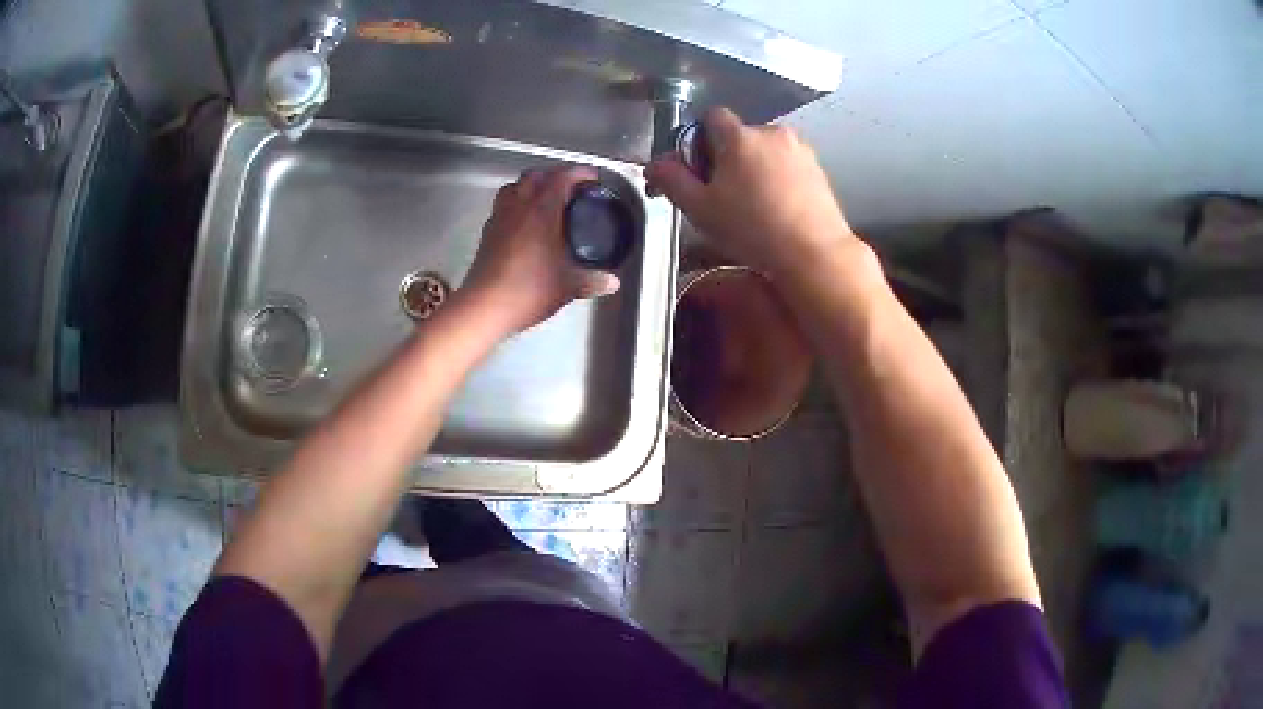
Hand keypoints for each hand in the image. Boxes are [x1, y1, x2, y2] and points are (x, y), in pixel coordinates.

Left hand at [462, 166, 620, 333]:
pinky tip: (523, 223)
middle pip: (534, 176)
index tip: (591, 178)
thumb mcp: (568, 286)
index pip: (561, 178)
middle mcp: (518, 207)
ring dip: (530, 187)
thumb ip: (592, 281)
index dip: (579, 173)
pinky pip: (502, 207)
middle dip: (553, 176)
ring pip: (514, 187)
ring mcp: (499, 218)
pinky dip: (515, 206)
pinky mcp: (487, 233)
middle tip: (569, 188)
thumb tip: (612, 282)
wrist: (485, 306)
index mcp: (541, 211)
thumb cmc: (529, 289)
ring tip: (544, 200)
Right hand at [645, 107, 859, 278]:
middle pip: (739, 136)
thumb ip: (671, 180)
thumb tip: (654, 165)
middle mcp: (772, 133)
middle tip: (723, 196)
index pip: (710, 117)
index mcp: (739, 136)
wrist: (813, 253)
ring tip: (754, 207)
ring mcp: (800, 150)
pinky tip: (777, 211)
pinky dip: (778, 180)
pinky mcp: (818, 170)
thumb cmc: (753, 229)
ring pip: (765, 152)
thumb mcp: (700, 208)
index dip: (698, 141)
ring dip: (754, 169)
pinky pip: (788, 166)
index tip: (699, 170)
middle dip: (727, 158)